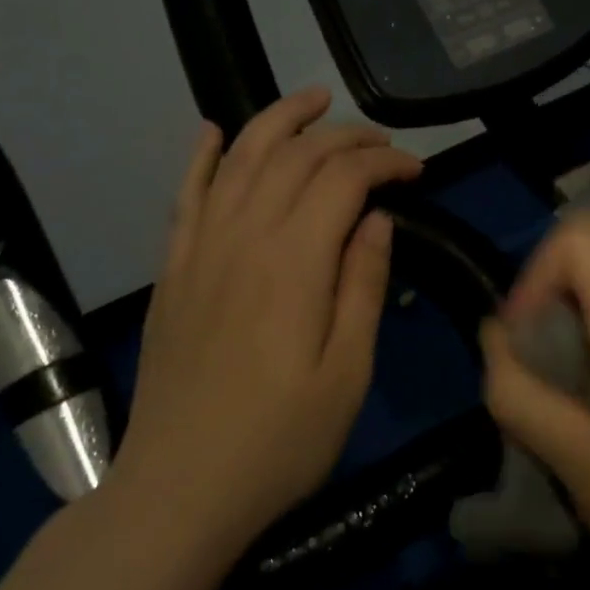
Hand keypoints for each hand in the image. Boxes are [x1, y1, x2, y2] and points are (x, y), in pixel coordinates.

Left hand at [109, 87, 421, 558]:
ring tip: (313, 100)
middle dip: (344, 136)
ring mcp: (200, 248)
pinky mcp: (173, 268)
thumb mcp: (348, 373)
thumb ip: (364, 285)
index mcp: (294, 261)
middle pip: (295, 155)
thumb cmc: (280, 441)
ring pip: (239, 157)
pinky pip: (186, 193)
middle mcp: (243, 236)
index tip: (416, 171)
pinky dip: (201, 155)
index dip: (384, 162)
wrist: (179, 489)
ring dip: (278, 120)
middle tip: (381, 144)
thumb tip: (377, 218)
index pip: (343, 178)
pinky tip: (212, 130)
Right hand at [480, 211, 589, 589]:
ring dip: (574, 289)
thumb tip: (493, 336)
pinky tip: (588, 376)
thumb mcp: (577, 464)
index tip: (521, 337)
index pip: (581, 237)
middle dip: (553, 269)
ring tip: (554, 358)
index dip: (536, 273)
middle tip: (533, 334)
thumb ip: (521, 395)